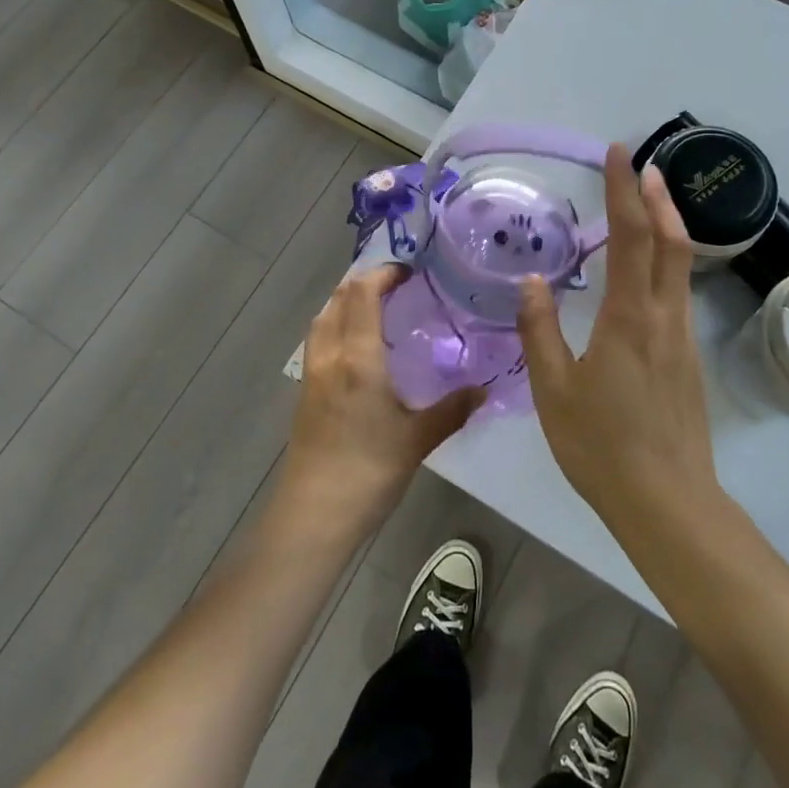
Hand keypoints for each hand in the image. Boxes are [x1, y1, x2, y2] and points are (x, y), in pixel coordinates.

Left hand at [280, 264, 482, 539]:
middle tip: (396, 285)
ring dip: (345, 301)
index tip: (409, 272)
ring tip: (375, 307)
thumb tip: (484, 389)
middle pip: (338, 299)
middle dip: (364, 282)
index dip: (382, 274)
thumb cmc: (368, 472)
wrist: (313, 515)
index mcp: (358, 358)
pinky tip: (356, 345)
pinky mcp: (304, 392)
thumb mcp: (417, 440)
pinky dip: (336, 324)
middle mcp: (330, 355)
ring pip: (323, 318)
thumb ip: (452, 409)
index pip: (362, 294)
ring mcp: (311, 373)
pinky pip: (318, 339)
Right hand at [517, 145, 719, 531]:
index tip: (618, 154)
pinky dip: (668, 259)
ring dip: (667, 224)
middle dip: (656, 196)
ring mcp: (682, 337)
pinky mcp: (688, 357)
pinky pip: (680, 291)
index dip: (623, 191)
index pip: (631, 237)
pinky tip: (649, 268)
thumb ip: (540, 330)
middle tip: (643, 163)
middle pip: (670, 241)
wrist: (667, 502)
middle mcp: (663, 316)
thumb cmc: (601, 446)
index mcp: (628, 317)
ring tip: (649, 200)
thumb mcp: (553, 390)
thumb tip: (533, 281)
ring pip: (681, 265)